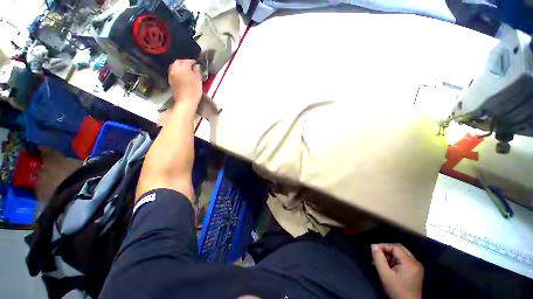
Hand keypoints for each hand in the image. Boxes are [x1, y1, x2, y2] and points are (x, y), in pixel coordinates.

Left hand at [168, 59, 201, 104]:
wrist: (185, 101)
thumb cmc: (194, 91)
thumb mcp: (198, 80)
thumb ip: (197, 71)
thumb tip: (196, 67)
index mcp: (183, 67)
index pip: (187, 61)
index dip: (192, 61)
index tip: (196, 64)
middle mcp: (175, 68)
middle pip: (178, 62)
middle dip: (184, 63)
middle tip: (190, 66)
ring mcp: (171, 74)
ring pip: (174, 67)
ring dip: (180, 67)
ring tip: (186, 71)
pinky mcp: (170, 80)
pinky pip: (173, 72)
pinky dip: (177, 72)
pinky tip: (182, 76)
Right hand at [371, 243, 423, 298]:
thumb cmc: (396, 290)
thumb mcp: (384, 274)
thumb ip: (378, 258)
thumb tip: (373, 246)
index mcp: (410, 262)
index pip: (395, 247)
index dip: (383, 246)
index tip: (373, 250)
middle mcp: (415, 262)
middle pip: (399, 249)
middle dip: (386, 250)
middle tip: (377, 255)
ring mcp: (417, 267)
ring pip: (401, 254)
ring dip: (390, 256)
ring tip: (381, 262)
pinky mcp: (416, 272)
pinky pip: (404, 260)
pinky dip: (395, 261)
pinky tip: (389, 267)